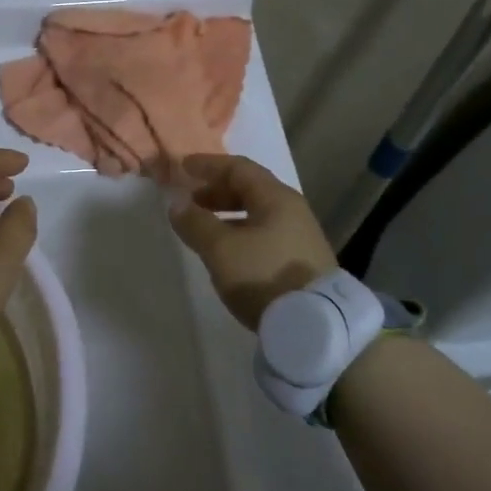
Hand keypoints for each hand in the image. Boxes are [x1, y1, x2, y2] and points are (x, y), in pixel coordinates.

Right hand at [169, 155, 336, 331]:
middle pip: (250, 189)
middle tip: (190, 200)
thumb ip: (196, 223)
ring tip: (204, 228)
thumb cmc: (263, 275)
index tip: (183, 167)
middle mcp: (292, 210)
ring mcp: (300, 236)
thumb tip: (177, 204)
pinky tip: (227, 251)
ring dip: (227, 213)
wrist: (314, 325)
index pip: (239, 168)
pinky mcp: (300, 261)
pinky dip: (240, 232)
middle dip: (216, 190)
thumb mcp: (221, 249)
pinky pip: (264, 233)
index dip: (209, 164)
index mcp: (276, 198)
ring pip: (257, 213)